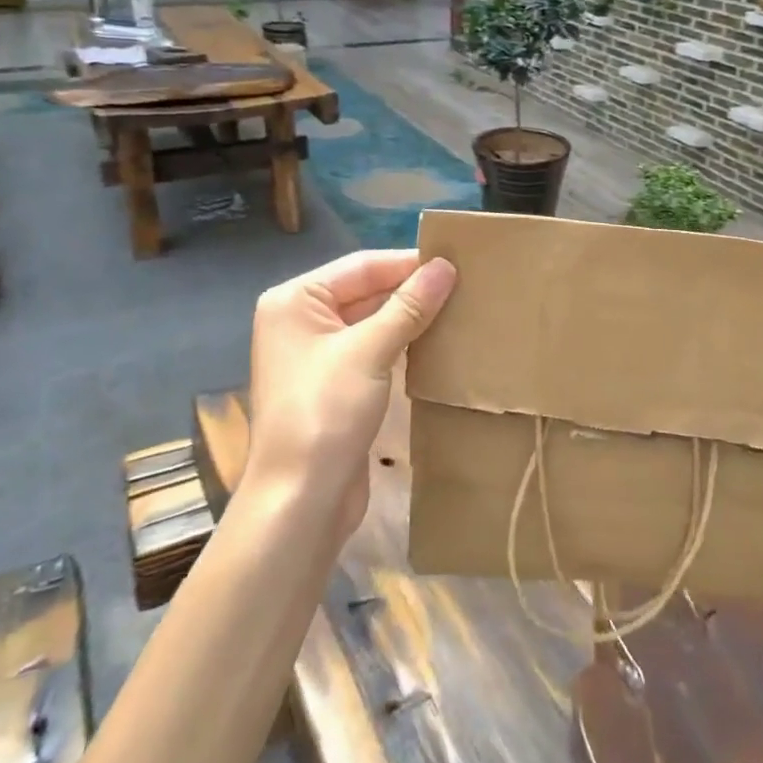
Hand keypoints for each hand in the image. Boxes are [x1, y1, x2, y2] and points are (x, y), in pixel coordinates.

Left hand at [247, 249, 456, 539]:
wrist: (301, 501)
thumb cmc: (326, 413)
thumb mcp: (369, 352)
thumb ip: (408, 306)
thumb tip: (445, 267)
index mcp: (296, 300)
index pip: (362, 266)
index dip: (409, 263)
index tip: (458, 260)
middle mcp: (301, 320)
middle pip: (366, 291)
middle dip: (412, 290)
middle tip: (466, 285)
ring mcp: (317, 354)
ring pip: (372, 321)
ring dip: (411, 318)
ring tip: (460, 309)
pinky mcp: (334, 384)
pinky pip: (373, 350)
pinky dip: (402, 344)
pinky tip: (438, 343)